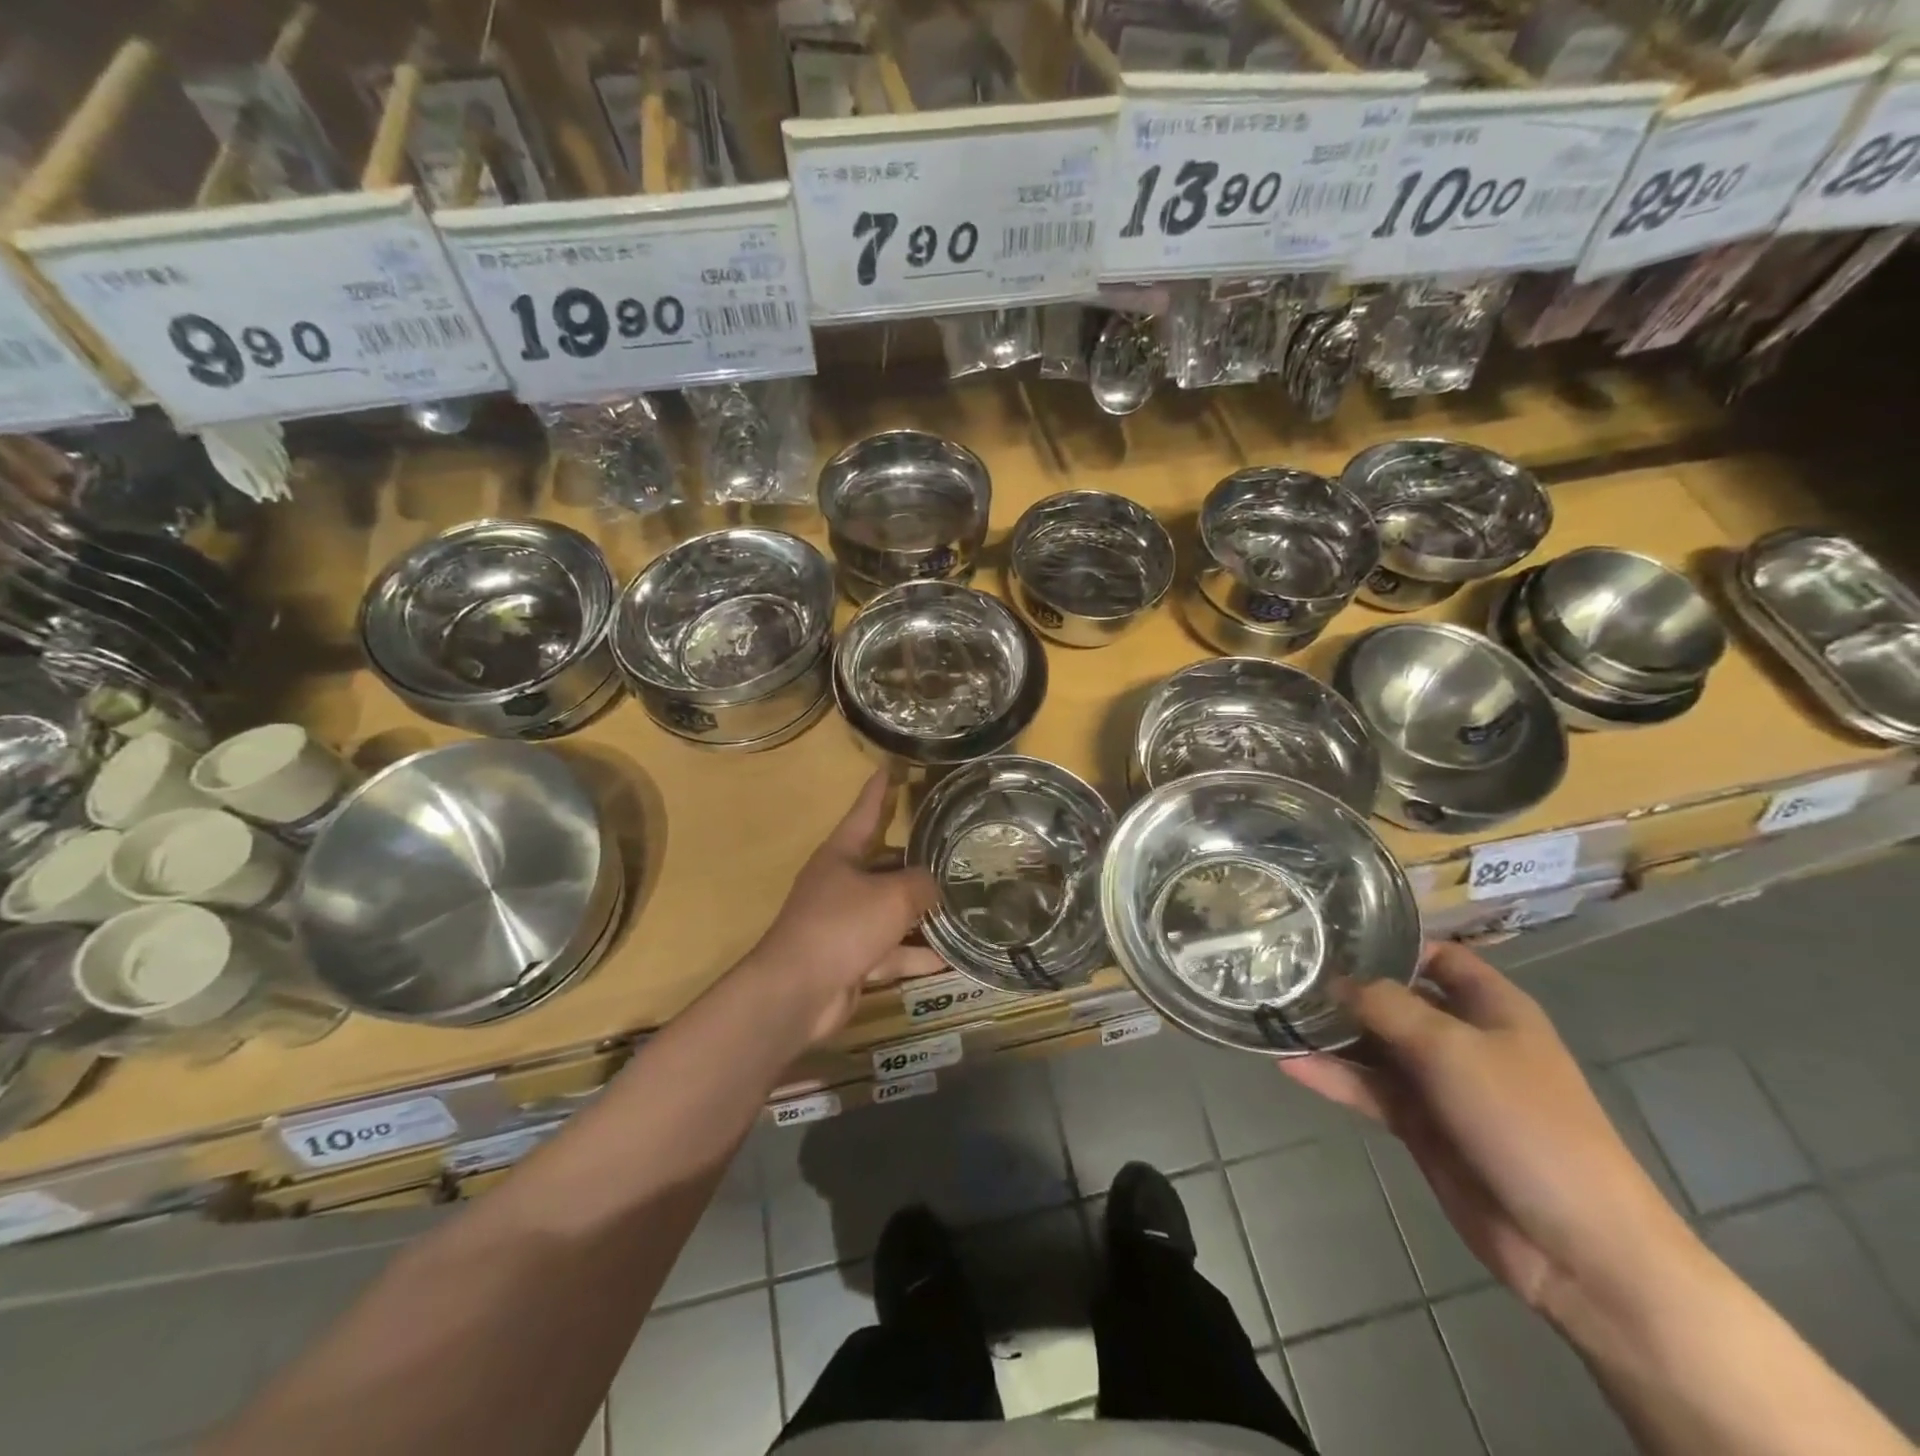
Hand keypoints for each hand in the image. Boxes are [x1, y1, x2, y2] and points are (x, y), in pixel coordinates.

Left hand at [746, 771, 944, 1043]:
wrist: (797, 992)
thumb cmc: (842, 926)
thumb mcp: (891, 896)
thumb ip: (920, 885)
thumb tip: (934, 886)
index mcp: (841, 855)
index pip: (865, 813)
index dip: (880, 791)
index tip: (891, 767)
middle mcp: (841, 884)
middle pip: (884, 865)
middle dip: (915, 861)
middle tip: (952, 852)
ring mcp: (846, 924)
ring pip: (891, 911)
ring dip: (922, 914)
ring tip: (962, 905)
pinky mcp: (853, 959)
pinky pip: (892, 951)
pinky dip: (917, 955)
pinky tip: (952, 958)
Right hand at [1283, 943, 1690, 1317]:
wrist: (1576, 1246)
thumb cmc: (1525, 1122)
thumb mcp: (1452, 1048)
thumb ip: (1388, 1006)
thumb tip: (1336, 980)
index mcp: (1492, 1008)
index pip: (1439, 956)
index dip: (1393, 942)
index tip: (1333, 933)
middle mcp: (1464, 1039)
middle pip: (1397, 999)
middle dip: (1347, 987)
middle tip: (1286, 970)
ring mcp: (1441, 1085)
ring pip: (1376, 1047)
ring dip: (1332, 1035)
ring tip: (1276, 1015)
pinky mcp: (1421, 1127)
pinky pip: (1370, 1091)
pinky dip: (1334, 1079)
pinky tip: (1290, 1064)